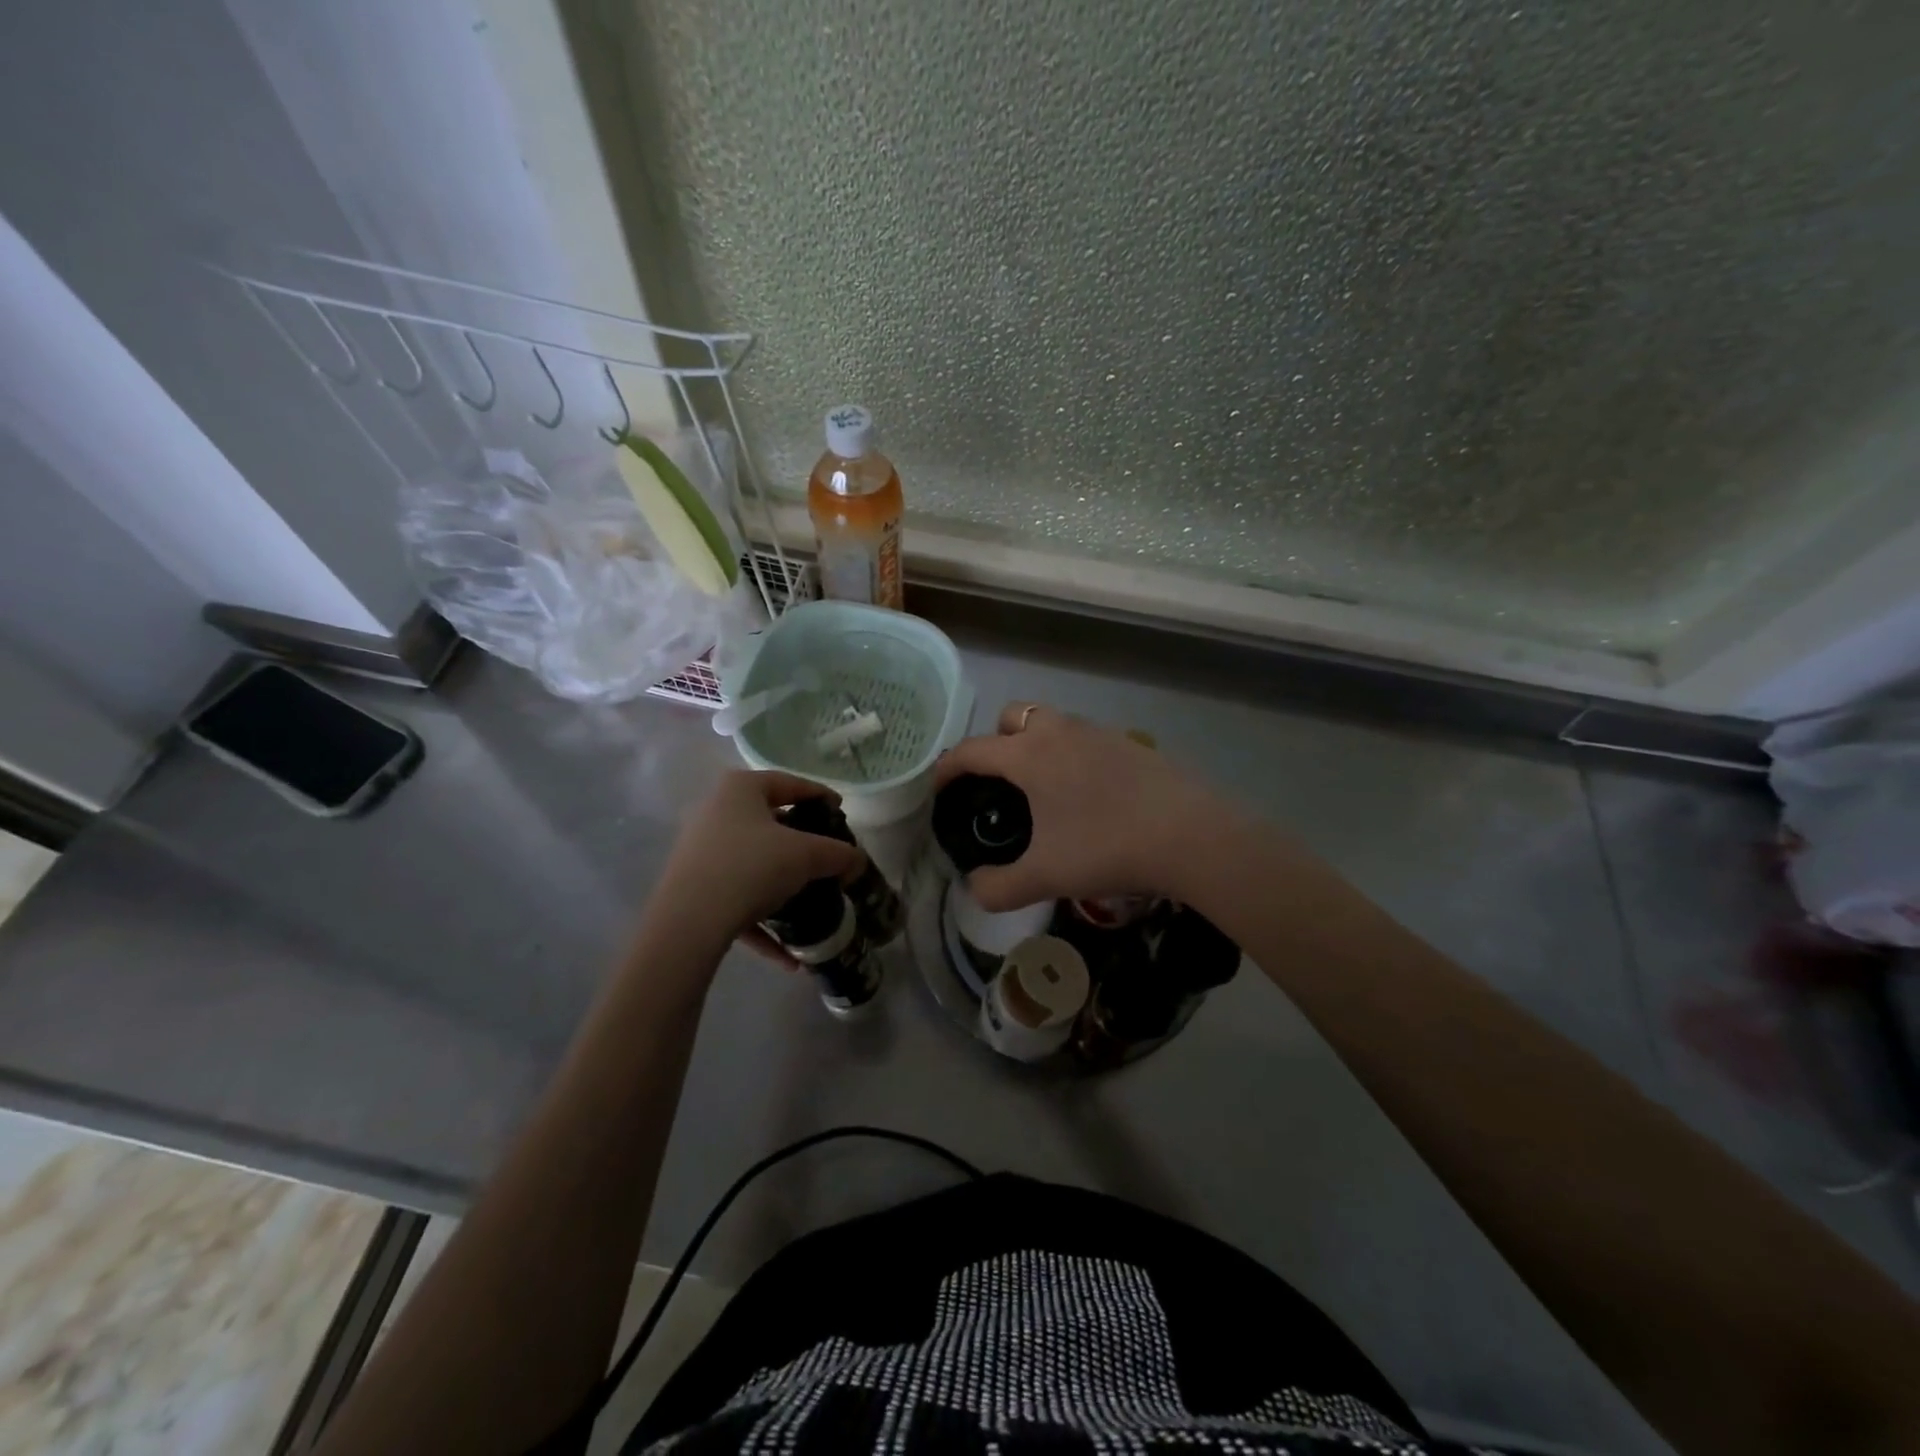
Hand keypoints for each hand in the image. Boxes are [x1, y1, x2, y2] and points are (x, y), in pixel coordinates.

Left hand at [651, 771, 863, 955]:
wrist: (688, 923)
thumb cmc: (751, 867)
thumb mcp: (807, 856)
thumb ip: (839, 854)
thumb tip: (858, 862)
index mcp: (740, 789)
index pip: (790, 783)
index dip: (821, 796)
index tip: (841, 814)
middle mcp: (715, 812)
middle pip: (769, 822)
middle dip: (801, 843)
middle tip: (827, 857)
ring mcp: (700, 852)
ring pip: (752, 863)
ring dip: (782, 886)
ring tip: (810, 901)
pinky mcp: (692, 889)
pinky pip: (737, 899)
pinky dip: (762, 922)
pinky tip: (788, 955)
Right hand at [934, 703, 1228, 910]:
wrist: (1191, 835)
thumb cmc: (1107, 848)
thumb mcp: (1045, 876)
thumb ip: (999, 887)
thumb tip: (973, 889)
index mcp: (1030, 755)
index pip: (972, 750)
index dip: (948, 767)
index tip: (939, 788)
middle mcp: (1060, 731)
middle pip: (1012, 717)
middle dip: (995, 742)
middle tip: (998, 782)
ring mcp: (1099, 732)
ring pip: (1052, 722)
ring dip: (1035, 743)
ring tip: (1041, 788)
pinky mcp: (1130, 743)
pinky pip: (1085, 737)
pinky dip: (1071, 753)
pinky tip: (1087, 793)